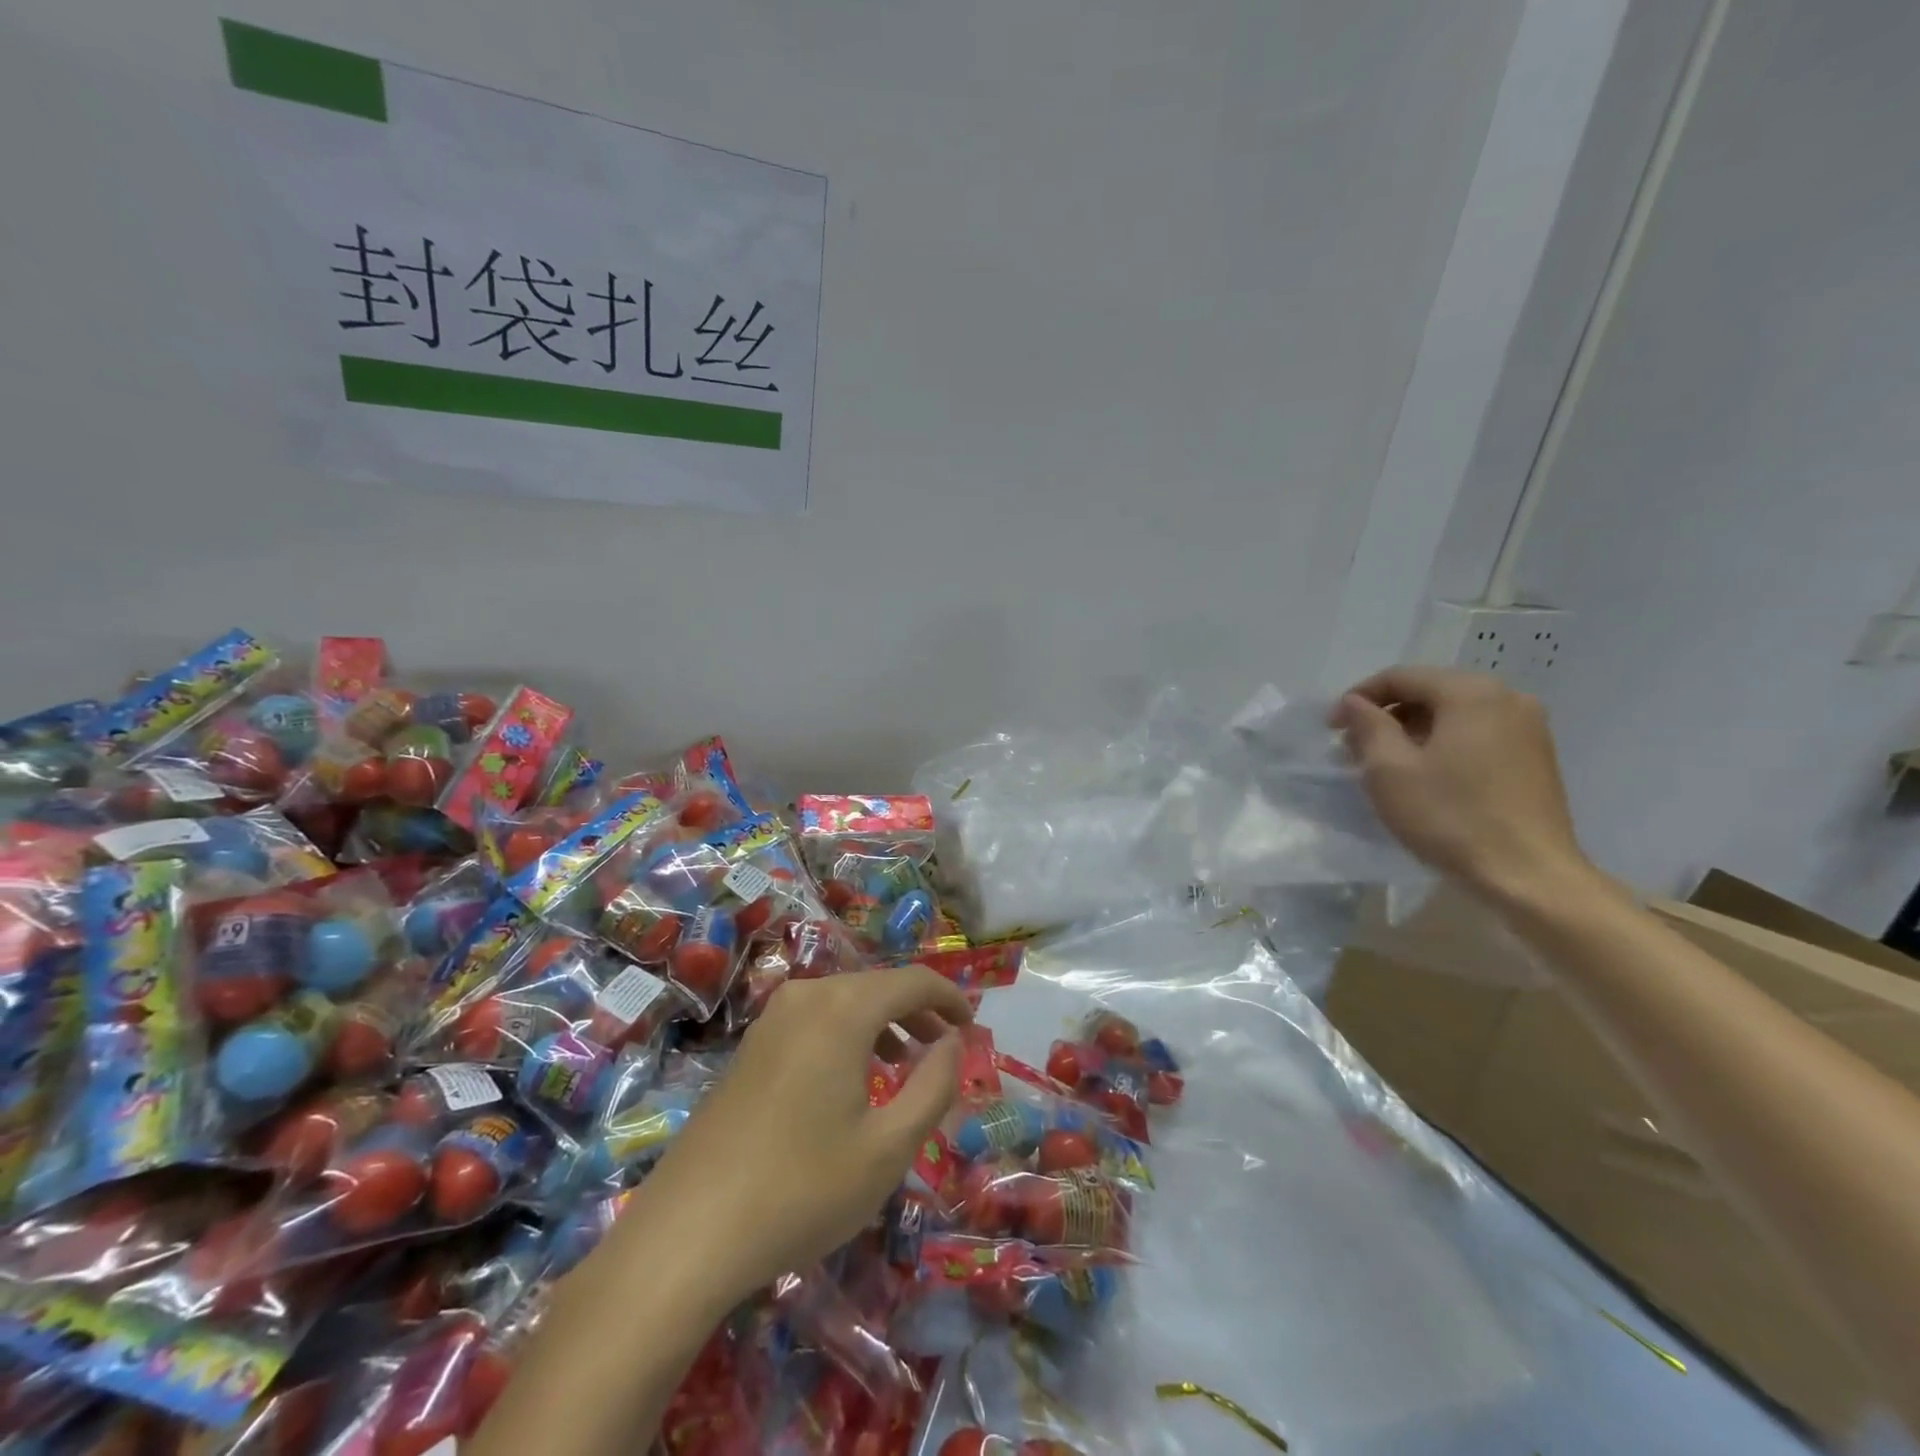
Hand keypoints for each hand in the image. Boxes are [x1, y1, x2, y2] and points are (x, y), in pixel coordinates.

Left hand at [636, 966, 972, 1308]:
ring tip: (906, 1062)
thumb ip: (934, 1086)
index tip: (973, 1027)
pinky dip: (847, 1034)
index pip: (913, 981)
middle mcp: (806, 997)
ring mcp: (771, 1019)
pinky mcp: (750, 1047)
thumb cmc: (802, 1189)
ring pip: (844, 1001)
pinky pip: (814, 1020)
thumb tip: (952, 1041)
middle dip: (918, 1011)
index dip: (950, 998)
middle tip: (946, 1046)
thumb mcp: (888, 1147)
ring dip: (883, 1022)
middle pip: (877, 986)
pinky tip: (851, 1078)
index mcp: (843, 1009)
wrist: (687, 1232)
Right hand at [1330, 667, 1588, 900]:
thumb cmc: (1450, 817)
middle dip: (1386, 715)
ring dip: (1413, 732)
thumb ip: (1368, 726)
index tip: (1331, 728)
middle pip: (1430, 692)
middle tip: (1354, 748)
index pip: (1401, 677)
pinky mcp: (1536, 757)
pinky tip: (1425, 776)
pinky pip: (1477, 735)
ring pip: (1454, 715)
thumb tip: (1355, 703)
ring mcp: (1529, 728)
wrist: (1528, 875)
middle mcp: (1507, 697)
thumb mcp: (1389, 770)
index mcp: (1471, 693)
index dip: (1358, 698)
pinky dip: (1443, 745)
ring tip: (1385, 764)